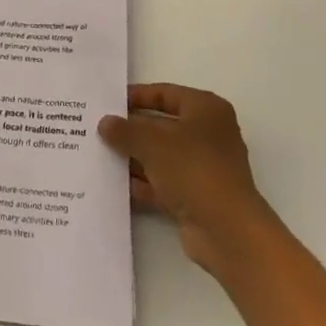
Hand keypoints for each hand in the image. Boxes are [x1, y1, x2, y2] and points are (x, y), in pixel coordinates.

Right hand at [99, 84, 273, 280]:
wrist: (227, 232)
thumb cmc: (193, 169)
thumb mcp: (152, 142)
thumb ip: (125, 130)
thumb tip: (105, 123)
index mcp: (206, 110)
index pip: (166, 94)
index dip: (137, 96)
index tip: (109, 101)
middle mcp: (208, 134)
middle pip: (162, 126)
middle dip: (132, 130)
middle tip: (99, 129)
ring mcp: (203, 168)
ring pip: (161, 156)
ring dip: (134, 157)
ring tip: (100, 155)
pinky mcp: (197, 197)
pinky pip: (164, 183)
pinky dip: (143, 183)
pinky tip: (116, 184)